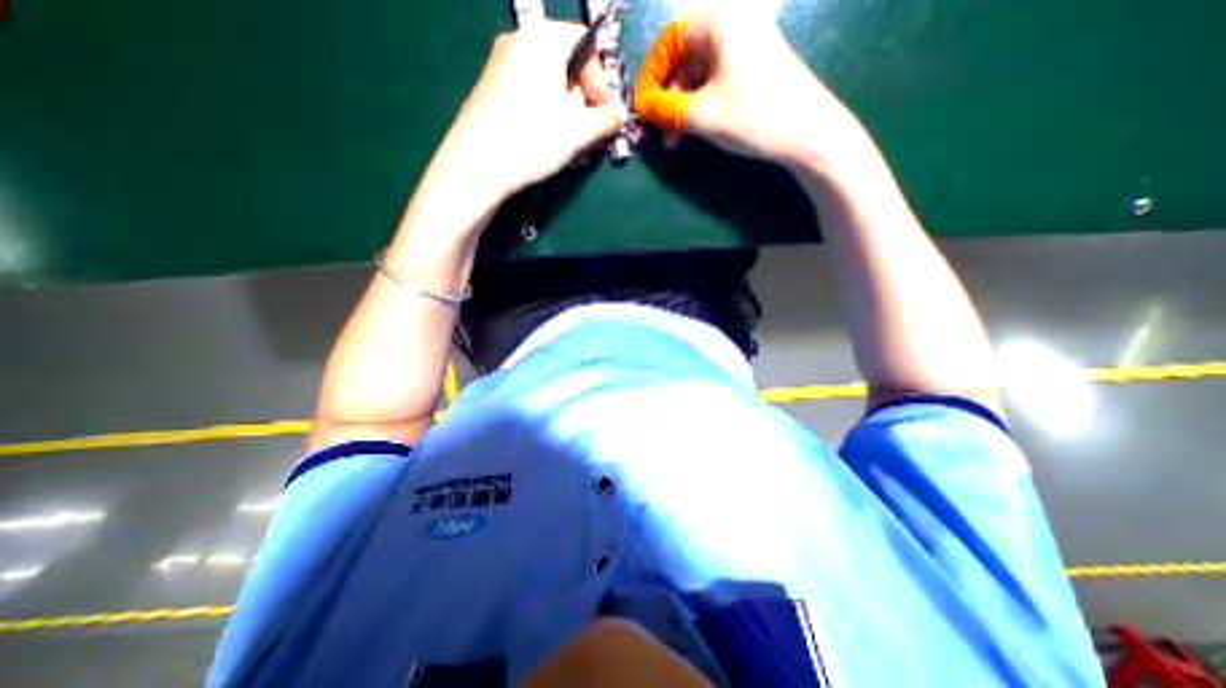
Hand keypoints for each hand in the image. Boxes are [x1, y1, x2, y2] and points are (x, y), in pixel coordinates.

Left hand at [432, 20, 624, 199]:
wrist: (477, 164)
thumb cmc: (533, 139)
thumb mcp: (579, 131)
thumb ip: (606, 119)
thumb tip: (617, 115)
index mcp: (543, 38)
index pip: (587, 45)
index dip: (602, 82)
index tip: (605, 114)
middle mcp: (518, 40)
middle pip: (566, 63)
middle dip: (582, 98)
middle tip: (584, 130)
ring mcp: (499, 64)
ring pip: (547, 82)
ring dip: (564, 109)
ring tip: (563, 139)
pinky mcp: (490, 89)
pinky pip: (528, 93)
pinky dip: (543, 112)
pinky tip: (540, 139)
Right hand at [632, 7, 859, 168]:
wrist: (810, 134)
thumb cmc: (752, 116)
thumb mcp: (700, 115)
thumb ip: (664, 109)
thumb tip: (642, 107)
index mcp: (719, 21)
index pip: (668, 42)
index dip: (650, 77)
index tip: (642, 109)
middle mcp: (734, 24)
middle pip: (684, 58)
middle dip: (667, 97)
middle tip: (660, 130)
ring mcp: (748, 46)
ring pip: (700, 74)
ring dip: (683, 106)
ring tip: (676, 139)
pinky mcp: (757, 67)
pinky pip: (717, 81)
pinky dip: (702, 104)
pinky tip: (697, 128)